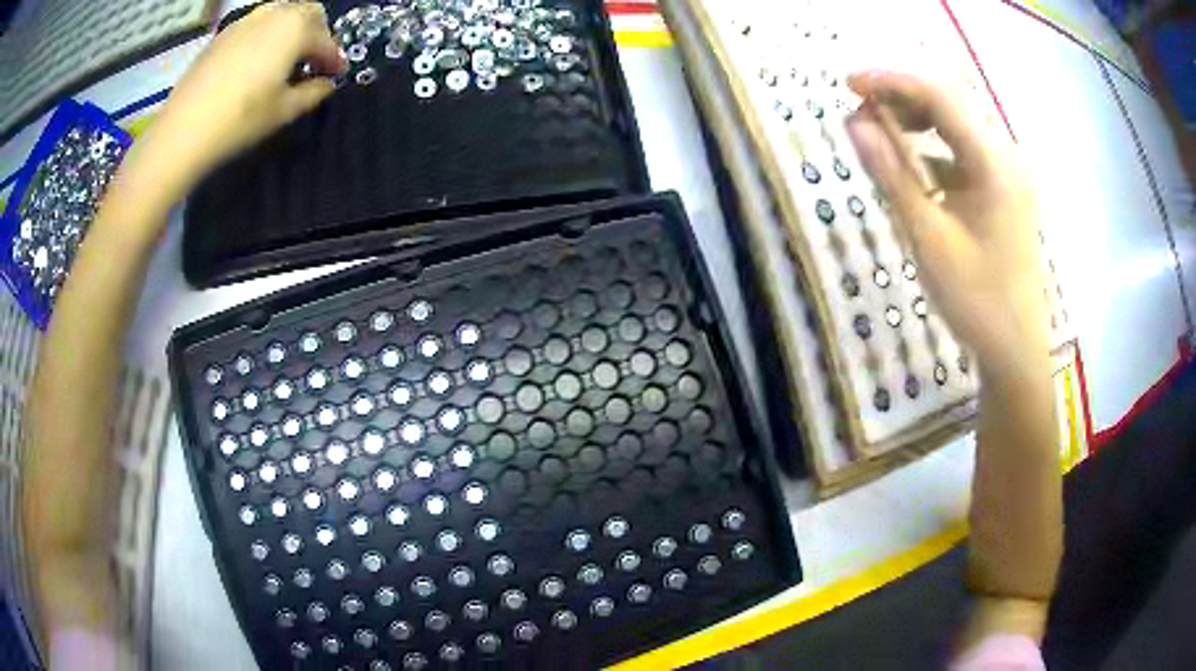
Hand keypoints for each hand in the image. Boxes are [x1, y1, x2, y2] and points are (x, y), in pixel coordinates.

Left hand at [130, 1, 346, 199]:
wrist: (183, 131)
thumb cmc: (240, 120)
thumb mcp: (283, 111)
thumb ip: (312, 92)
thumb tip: (326, 84)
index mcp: (295, 29)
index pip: (325, 40)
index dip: (334, 59)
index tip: (337, 75)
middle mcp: (274, 15)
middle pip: (307, 12)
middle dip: (316, 33)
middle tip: (313, 61)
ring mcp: (244, 22)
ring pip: (280, 13)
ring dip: (290, 30)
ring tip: (284, 58)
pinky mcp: (222, 35)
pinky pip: (255, 24)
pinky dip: (266, 35)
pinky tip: (256, 61)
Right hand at [845, 71, 1049, 374]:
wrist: (1014, 350)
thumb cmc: (976, 300)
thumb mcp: (929, 238)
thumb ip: (892, 175)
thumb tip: (855, 123)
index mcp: (994, 163)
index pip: (940, 96)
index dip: (891, 81)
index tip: (848, 85)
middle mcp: (1005, 156)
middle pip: (950, 103)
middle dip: (902, 96)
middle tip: (859, 109)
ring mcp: (1007, 174)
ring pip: (957, 125)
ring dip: (917, 121)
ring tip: (879, 133)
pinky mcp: (1002, 191)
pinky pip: (964, 153)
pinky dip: (933, 150)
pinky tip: (912, 169)